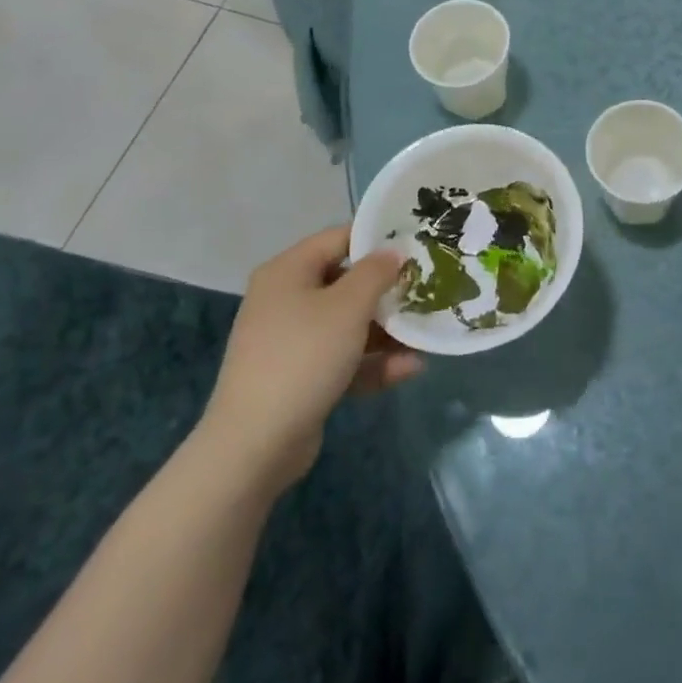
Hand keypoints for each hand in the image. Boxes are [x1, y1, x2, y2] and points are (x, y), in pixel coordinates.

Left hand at [198, 226, 421, 492]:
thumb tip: (394, 251)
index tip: (415, 247)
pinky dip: (372, 362)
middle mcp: (285, 299)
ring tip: (424, 335)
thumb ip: (376, 272)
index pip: (338, 238)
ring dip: (385, 331)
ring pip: (347, 324)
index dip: (377, 239)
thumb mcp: (348, 306)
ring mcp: (291, 341)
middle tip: (425, 291)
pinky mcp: (299, 378)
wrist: (255, 444)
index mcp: (288, 271)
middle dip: (387, 291)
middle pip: (345, 283)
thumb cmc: (304, 356)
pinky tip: (410, 369)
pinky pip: (342, 359)